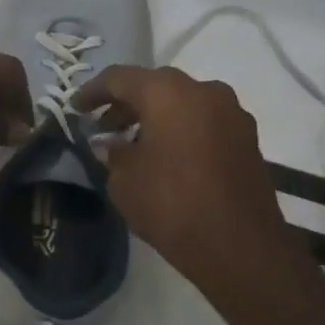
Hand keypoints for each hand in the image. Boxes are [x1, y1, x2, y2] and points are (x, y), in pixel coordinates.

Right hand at [77, 66, 302, 289]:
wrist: (240, 246)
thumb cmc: (171, 204)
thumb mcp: (123, 180)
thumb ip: (112, 152)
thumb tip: (108, 143)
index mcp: (166, 92)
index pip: (119, 78)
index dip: (92, 92)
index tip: (76, 108)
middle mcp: (202, 90)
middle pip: (154, 85)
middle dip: (127, 102)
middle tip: (105, 125)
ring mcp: (231, 112)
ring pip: (183, 101)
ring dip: (157, 115)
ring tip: (134, 141)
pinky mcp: (248, 137)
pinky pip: (204, 120)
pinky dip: (182, 128)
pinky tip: (167, 154)